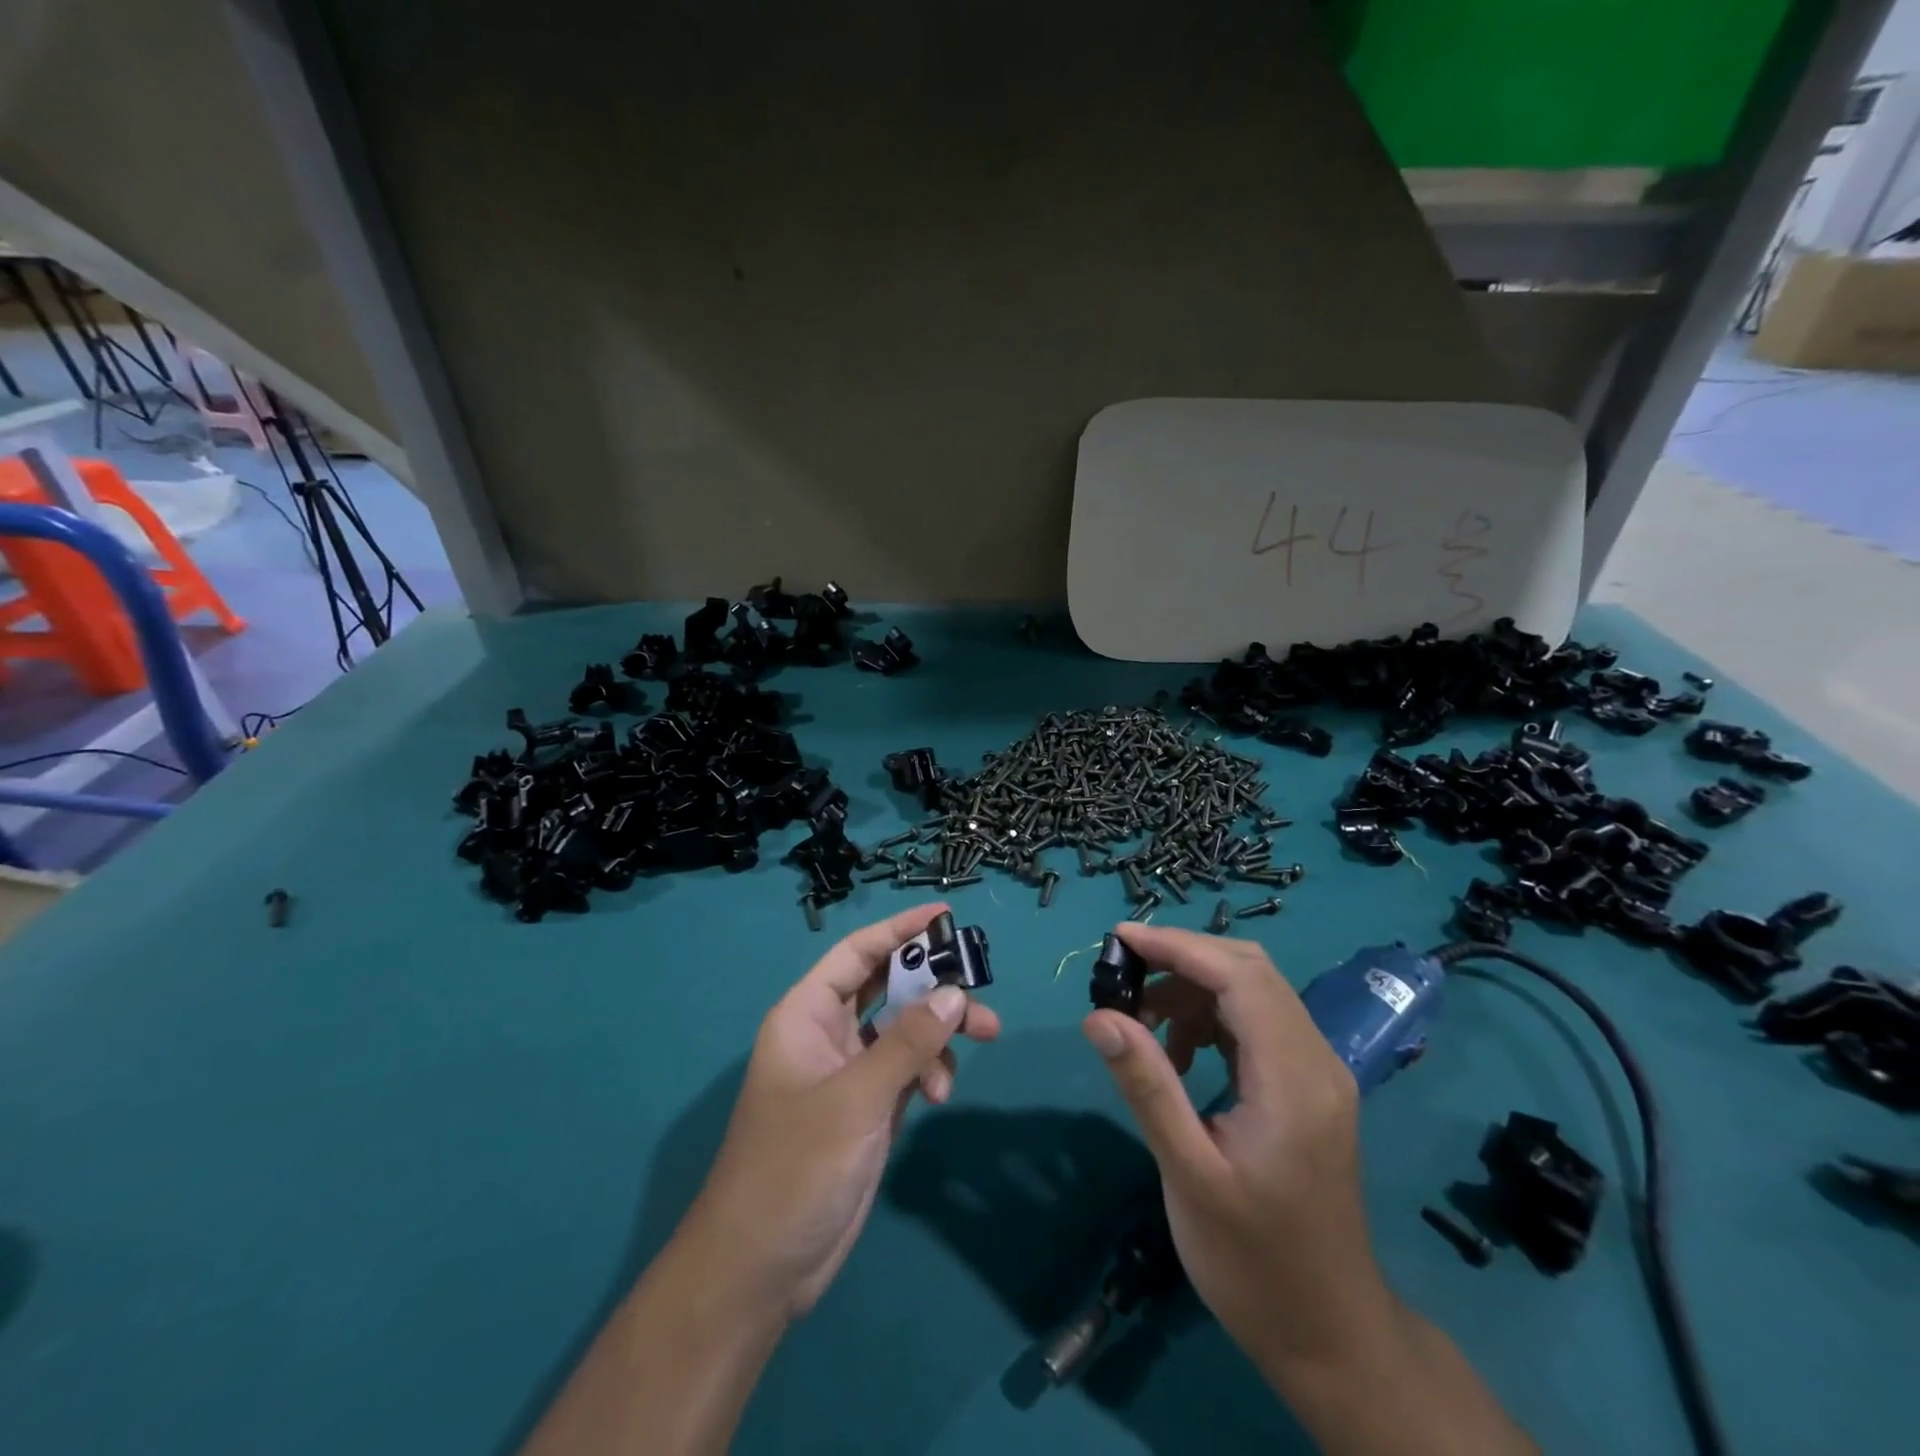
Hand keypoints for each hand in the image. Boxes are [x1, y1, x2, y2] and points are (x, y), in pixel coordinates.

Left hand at [682, 903, 1001, 1321]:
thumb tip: (955, 993)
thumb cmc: (795, 1166)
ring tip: (984, 1036)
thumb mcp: (855, 1098)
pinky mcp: (868, 1108)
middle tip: (981, 982)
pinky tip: (941, 1093)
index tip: (944, 914)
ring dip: (941, 1030)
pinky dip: (931, 1070)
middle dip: (934, 982)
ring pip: (905, 1028)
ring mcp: (850, 1072)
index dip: (899, 929)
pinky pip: (909, 1067)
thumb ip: (907, 1042)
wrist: (760, 1268)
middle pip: (888, 986)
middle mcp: (828, 1034)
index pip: (857, 954)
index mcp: (807, 1015)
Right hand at [1081, 925, 1394, 1373]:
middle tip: (1123, 974)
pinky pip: (1256, 1024)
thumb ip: (1147, 1086)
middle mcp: (1316, 1060)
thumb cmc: (1254, 1262)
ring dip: (1194, 989)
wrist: (1330, 1335)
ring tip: (1142, 1022)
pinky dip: (1210, 1018)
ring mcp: (1316, 1073)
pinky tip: (1177, 1054)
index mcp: (1295, 1077)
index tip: (1119, 940)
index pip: (1240, 976)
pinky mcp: (1306, 1088)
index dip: (1178, 946)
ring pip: (1253, 992)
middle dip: (1183, 958)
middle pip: (1250, 971)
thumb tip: (1098, 1016)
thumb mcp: (1190, 1174)